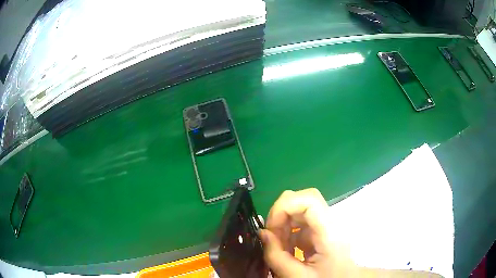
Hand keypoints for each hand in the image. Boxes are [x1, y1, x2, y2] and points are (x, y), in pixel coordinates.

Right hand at [260, 188, 355, 277]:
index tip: (271, 228)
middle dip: (280, 216)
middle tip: (271, 238)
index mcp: (330, 232)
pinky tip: (286, 251)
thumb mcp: (297, 276)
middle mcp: (330, 223)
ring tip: (279, 248)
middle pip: (303, 201)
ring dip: (282, 226)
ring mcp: (325, 226)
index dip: (284, 206)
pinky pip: (300, 224)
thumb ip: (276, 256)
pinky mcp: (320, 232)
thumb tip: (262, 232)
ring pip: (299, 211)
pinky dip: (287, 233)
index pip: (309, 199)